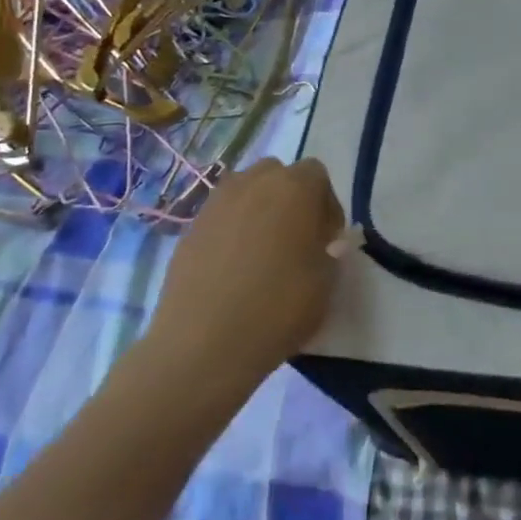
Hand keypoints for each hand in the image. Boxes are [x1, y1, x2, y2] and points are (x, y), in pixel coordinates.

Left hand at [141, 157, 347, 392]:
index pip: (317, 175)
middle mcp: (253, 183)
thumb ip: (331, 253)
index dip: (326, 205)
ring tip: (262, 253)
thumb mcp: (326, 283)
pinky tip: (233, 269)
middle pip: (277, 175)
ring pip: (245, 192)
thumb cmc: (278, 307)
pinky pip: (220, 218)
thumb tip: (324, 245)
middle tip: (296, 240)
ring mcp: (216, 204)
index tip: (327, 239)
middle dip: (290, 200)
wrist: (204, 344)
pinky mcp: (189, 229)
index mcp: (294, 187)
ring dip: (258, 211)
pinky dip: (231, 232)